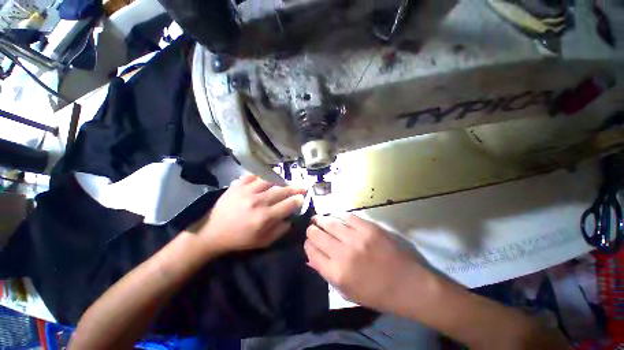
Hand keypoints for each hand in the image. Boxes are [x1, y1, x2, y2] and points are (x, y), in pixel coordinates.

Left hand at [190, 174, 304, 253]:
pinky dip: (262, 176)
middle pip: (281, 191)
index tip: (302, 197)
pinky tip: (266, 178)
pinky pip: (253, 176)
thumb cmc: (239, 239)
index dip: (297, 200)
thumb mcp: (262, 242)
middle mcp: (258, 201)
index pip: (288, 205)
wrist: (212, 232)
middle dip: (294, 188)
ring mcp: (247, 191)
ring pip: (270, 180)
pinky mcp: (237, 185)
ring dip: (280, 181)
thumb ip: (279, 231)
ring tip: (285, 181)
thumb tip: (290, 219)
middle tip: (302, 186)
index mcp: (265, 217)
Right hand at [305, 214, 431, 314]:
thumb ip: (325, 273)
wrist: (408, 285)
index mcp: (337, 273)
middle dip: (311, 230)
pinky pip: (347, 216)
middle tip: (312, 228)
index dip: (307, 245)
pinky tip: (337, 218)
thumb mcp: (347, 292)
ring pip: (329, 222)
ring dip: (321, 219)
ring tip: (318, 218)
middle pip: (317, 234)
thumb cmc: (376, 293)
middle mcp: (343, 253)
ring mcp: (357, 238)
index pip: (312, 252)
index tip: (309, 242)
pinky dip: (339, 216)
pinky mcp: (369, 227)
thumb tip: (310, 257)